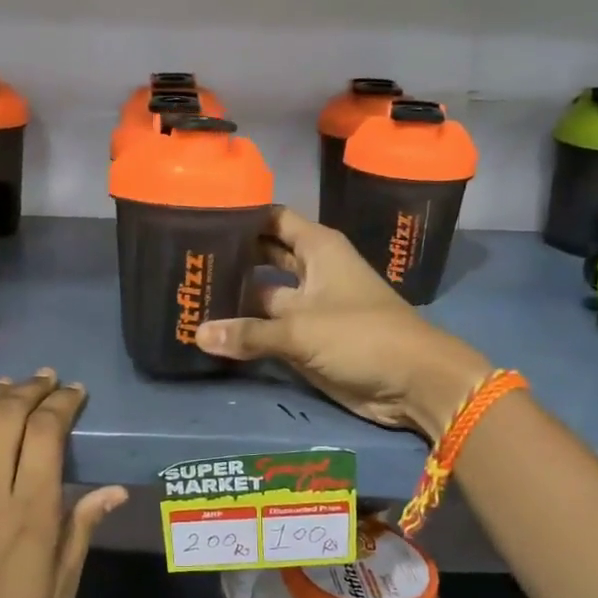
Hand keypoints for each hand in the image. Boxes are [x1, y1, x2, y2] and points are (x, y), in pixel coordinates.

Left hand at [0, 372, 127, 597]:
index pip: (46, 434)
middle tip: (46, 381)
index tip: (75, 394)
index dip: (62, 404)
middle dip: (30, 390)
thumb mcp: (61, 594)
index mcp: (29, 516)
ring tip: (9, 386)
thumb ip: (80, 531)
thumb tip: (112, 489)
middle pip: (5, 418)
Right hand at [194, 208, 491, 441]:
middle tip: (184, 257)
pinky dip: (243, 329)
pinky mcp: (305, 338)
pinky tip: (208, 329)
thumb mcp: (301, 330)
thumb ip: (248, 333)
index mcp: (318, 248)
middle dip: (230, 256)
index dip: (241, 215)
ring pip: (261, 294)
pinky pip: (267, 328)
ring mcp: (307, 306)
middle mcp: (311, 270)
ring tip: (187, 291)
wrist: (412, 383)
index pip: (272, 218)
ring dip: (232, 295)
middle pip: (262, 254)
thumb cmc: (362, 336)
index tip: (200, 215)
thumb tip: (197, 334)